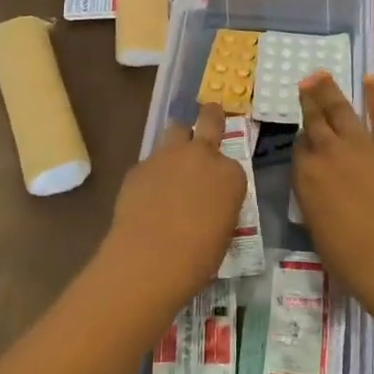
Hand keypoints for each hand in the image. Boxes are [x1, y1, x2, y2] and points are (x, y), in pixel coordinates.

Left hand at [98, 104, 247, 314]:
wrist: (149, 259)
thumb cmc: (197, 257)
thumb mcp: (223, 232)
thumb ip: (219, 206)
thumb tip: (208, 205)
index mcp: (230, 174)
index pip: (232, 165)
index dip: (225, 177)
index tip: (219, 191)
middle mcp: (202, 155)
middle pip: (209, 120)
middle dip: (211, 116)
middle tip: (211, 114)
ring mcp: (168, 156)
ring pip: (176, 131)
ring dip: (178, 141)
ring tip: (173, 161)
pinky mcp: (140, 165)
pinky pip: (151, 162)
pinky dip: (153, 173)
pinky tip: (147, 196)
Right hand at [293, 73, 373, 316]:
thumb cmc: (347, 255)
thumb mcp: (314, 223)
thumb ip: (312, 194)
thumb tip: (318, 182)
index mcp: (304, 173)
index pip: (300, 146)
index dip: (303, 139)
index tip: (305, 134)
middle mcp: (327, 150)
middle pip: (314, 119)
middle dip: (309, 99)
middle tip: (305, 82)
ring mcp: (359, 142)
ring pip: (340, 108)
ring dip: (329, 89)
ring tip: (322, 74)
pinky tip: (371, 79)